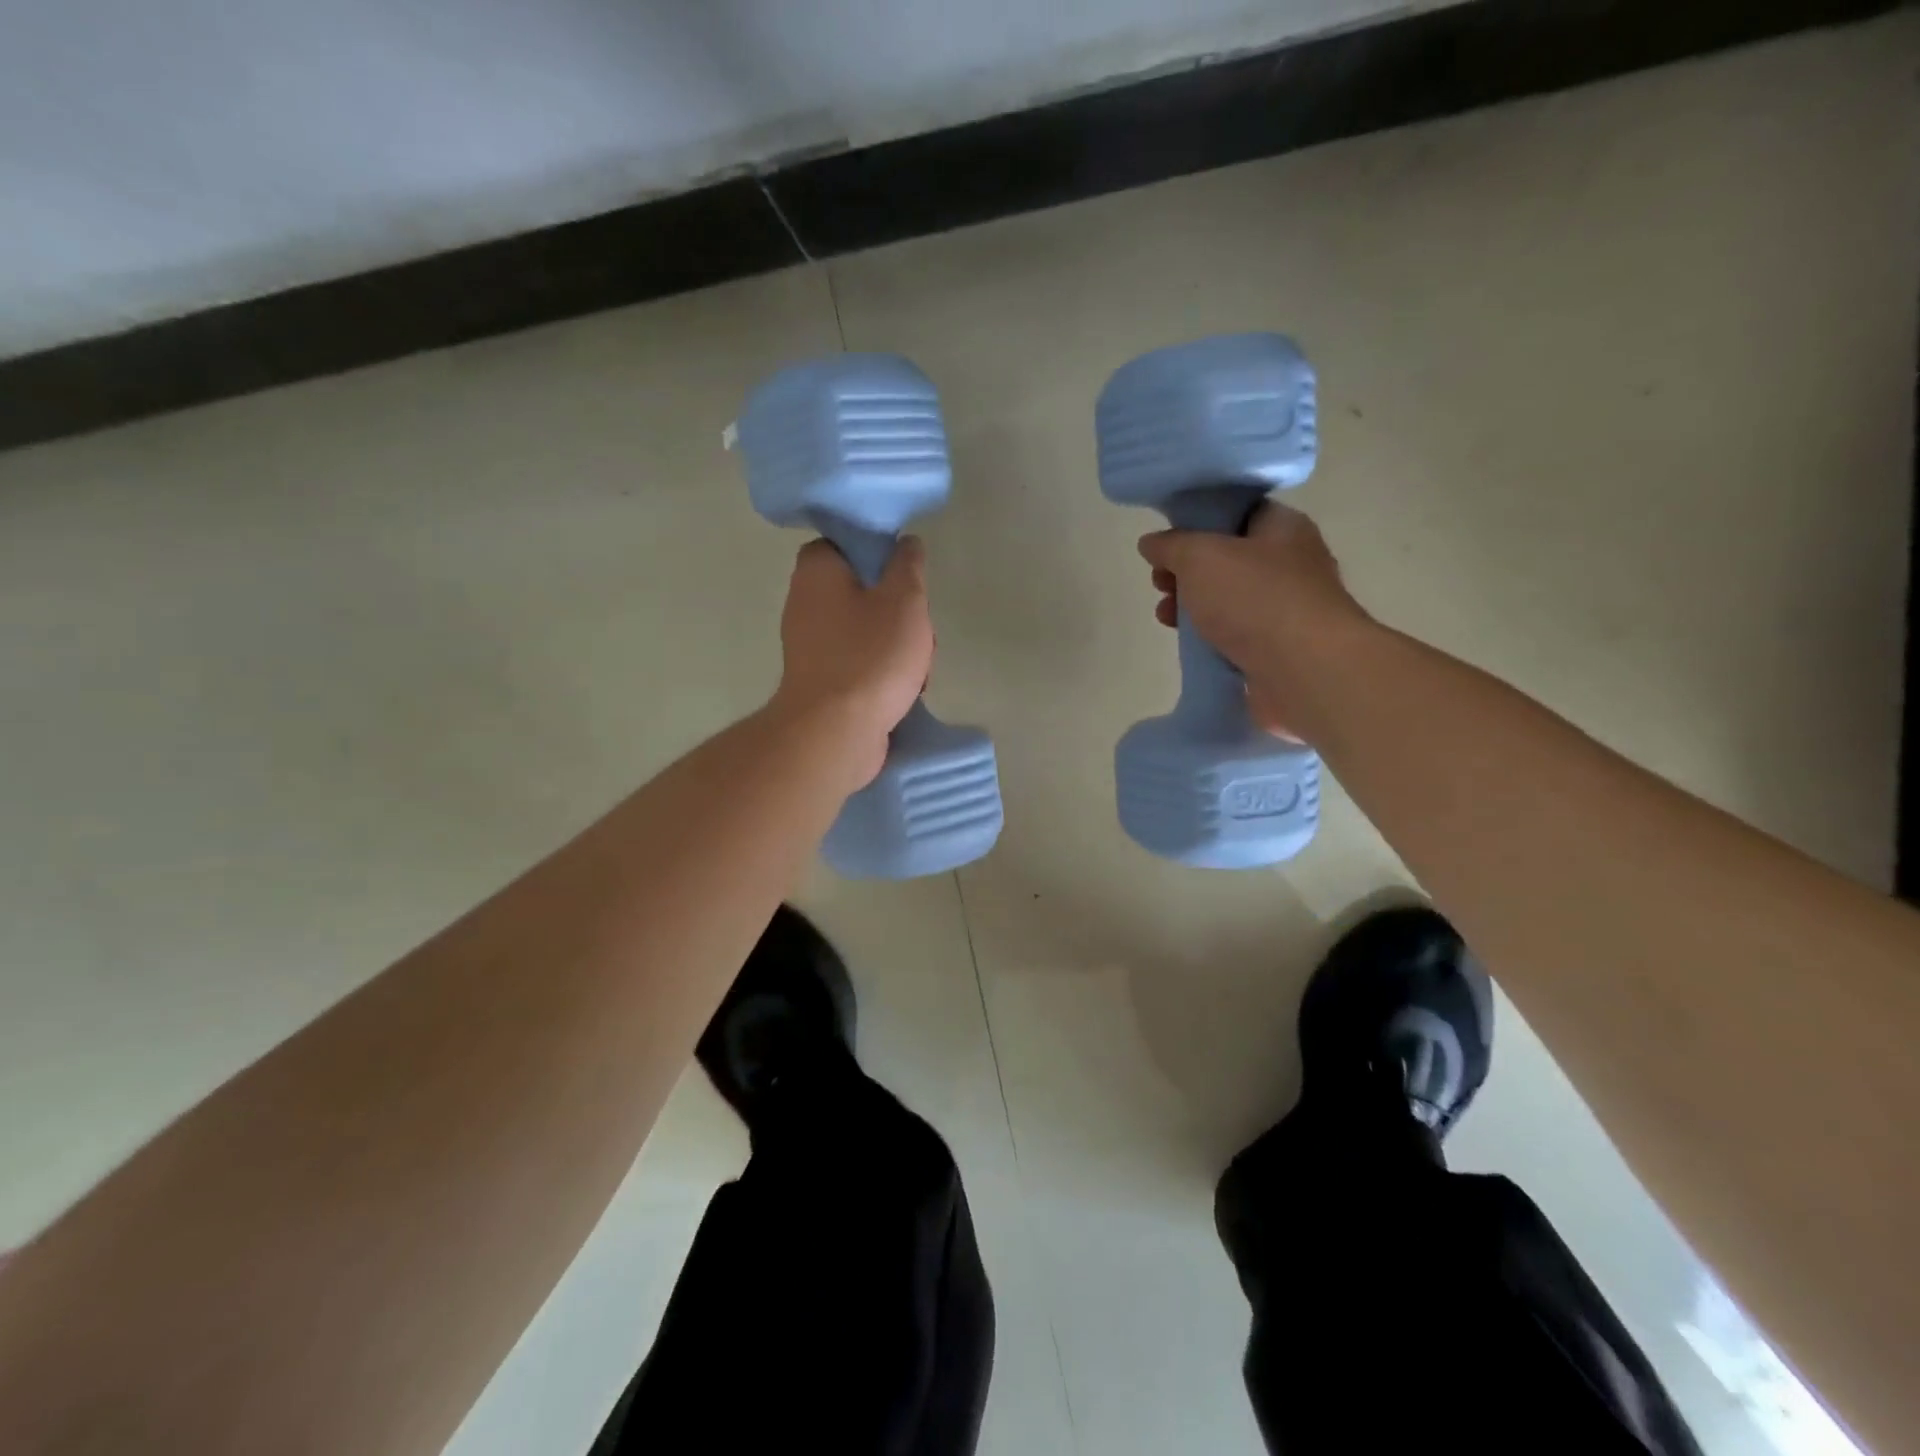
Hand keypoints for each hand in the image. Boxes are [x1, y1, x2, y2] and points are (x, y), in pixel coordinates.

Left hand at [771, 536, 934, 788]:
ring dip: (897, 645)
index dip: (879, 554)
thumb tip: (905, 543)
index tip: (907, 574)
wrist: (836, 731)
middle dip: (899, 610)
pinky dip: (882, 672)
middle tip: (920, 629)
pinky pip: (858, 661)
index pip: (846, 543)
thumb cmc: (870, 656)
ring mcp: (811, 645)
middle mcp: (805, 602)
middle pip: (863, 590)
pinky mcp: (821, 680)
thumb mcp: (904, 600)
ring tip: (919, 668)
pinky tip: (906, 691)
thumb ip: (908, 565)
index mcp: (817, 570)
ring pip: (866, 629)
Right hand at [1137, 502, 1368, 739]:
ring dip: (1192, 605)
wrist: (1304, 671)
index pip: (1238, 512)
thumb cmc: (1254, 599)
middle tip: (1160, 582)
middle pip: (1227, 558)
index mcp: (1282, 528)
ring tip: (1164, 616)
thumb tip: (1151, 543)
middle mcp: (1290, 563)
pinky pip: (1235, 634)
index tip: (1166, 541)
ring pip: (1228, 599)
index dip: (1198, 522)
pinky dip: (1210, 636)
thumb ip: (1171, 546)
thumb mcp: (1200, 557)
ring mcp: (1286, 608)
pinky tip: (1188, 643)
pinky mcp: (1278, 648)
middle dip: (1187, 570)